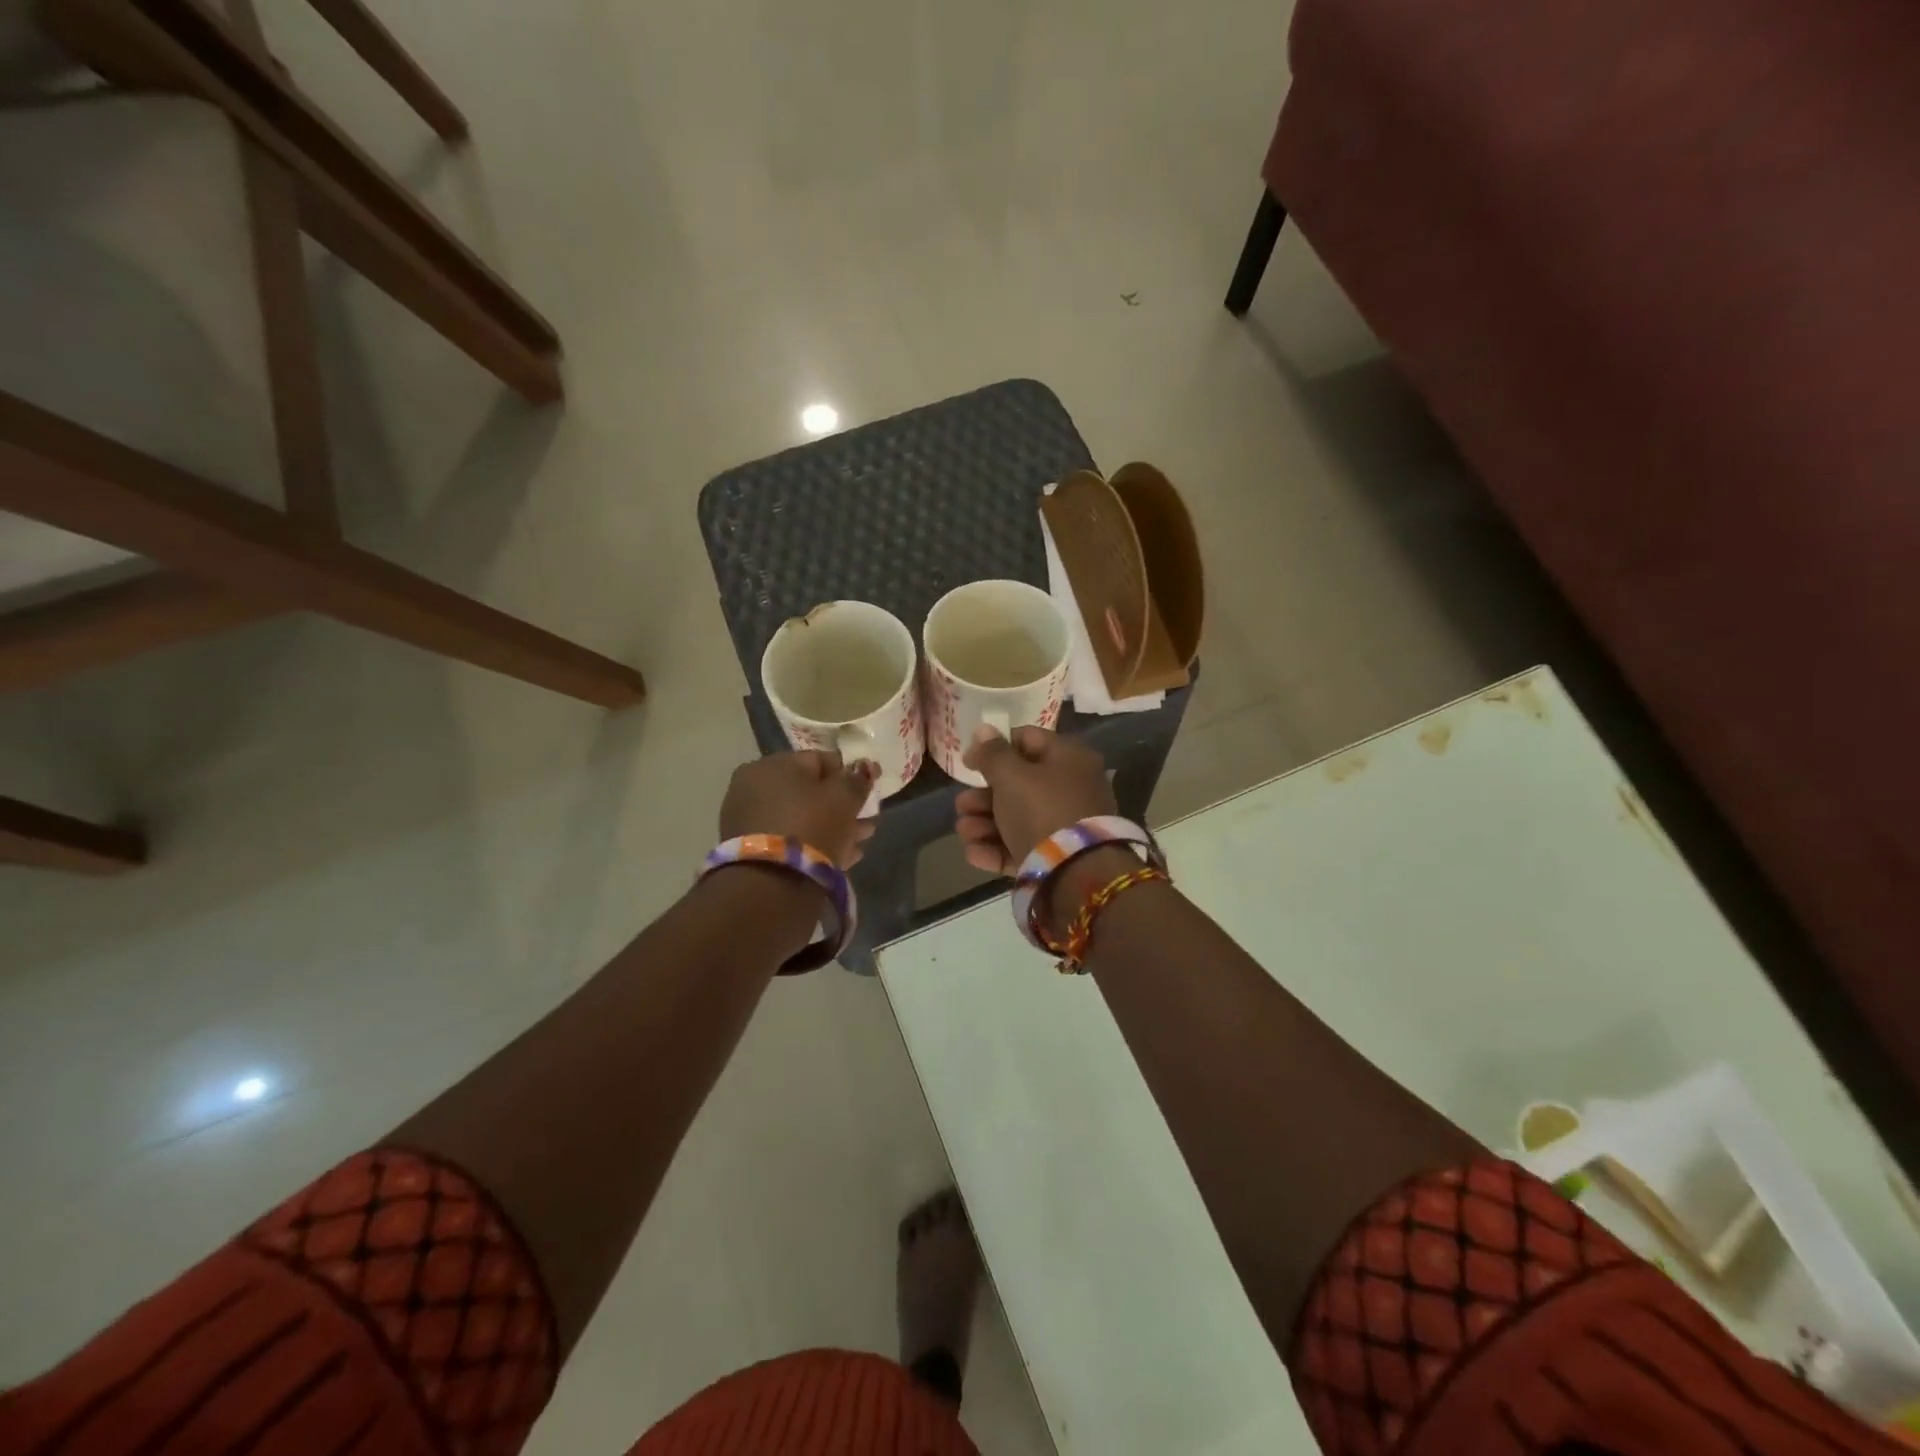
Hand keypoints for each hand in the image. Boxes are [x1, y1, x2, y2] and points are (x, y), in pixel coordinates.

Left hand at [719, 751, 877, 867]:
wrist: (769, 885)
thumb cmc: (810, 827)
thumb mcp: (843, 798)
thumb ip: (857, 779)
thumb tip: (865, 767)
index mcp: (771, 765)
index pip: (819, 760)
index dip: (848, 774)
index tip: (869, 792)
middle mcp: (754, 787)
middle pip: (810, 792)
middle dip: (842, 805)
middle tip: (868, 820)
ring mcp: (749, 821)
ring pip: (802, 818)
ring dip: (833, 826)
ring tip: (862, 840)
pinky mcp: (752, 851)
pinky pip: (791, 839)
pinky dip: (815, 844)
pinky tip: (843, 856)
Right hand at [955, 725, 1115, 874]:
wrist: (1076, 873)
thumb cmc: (1042, 810)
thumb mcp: (1011, 776)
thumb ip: (993, 753)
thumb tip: (984, 729)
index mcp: (1068, 758)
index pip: (1028, 740)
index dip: (994, 747)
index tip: (968, 762)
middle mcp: (1071, 788)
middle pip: (1018, 784)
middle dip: (983, 796)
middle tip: (961, 805)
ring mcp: (1065, 825)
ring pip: (1017, 818)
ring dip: (984, 823)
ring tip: (964, 831)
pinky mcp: (1057, 857)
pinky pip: (1023, 846)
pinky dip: (997, 848)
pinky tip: (974, 853)